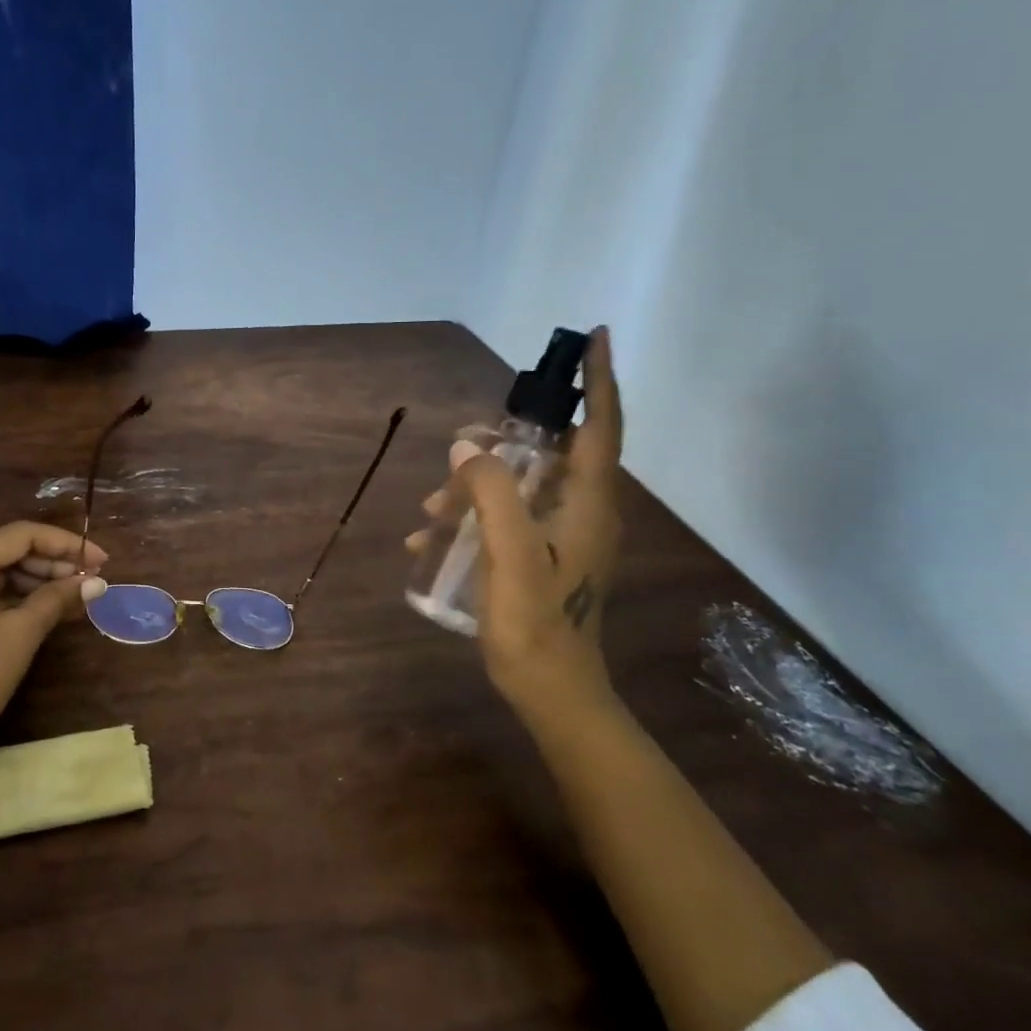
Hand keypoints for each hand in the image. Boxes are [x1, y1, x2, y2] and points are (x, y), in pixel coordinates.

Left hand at [0, 523, 109, 786]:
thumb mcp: (20, 635)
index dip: (66, 544)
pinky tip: (44, 605)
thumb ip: (58, 598)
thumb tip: (98, 581)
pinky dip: (11, 595)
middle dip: (51, 562)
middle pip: (6, 549)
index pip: (21, 535)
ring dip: (34, 579)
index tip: (102, 560)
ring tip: (74, 594)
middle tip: (91, 579)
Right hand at [415, 327, 624, 726]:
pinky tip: (430, 537)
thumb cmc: (537, 625)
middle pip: (551, 454)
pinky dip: (475, 516)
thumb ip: (492, 496)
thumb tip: (468, 450)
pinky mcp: (548, 556)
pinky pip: (510, 516)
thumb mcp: (510, 557)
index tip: (596, 336)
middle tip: (461, 454)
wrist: (554, 694)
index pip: (601, 427)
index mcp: (589, 505)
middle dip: (503, 447)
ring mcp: (567, 536)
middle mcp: (586, 512)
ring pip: (522, 487)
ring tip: (429, 511)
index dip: (600, 380)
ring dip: (476, 489)